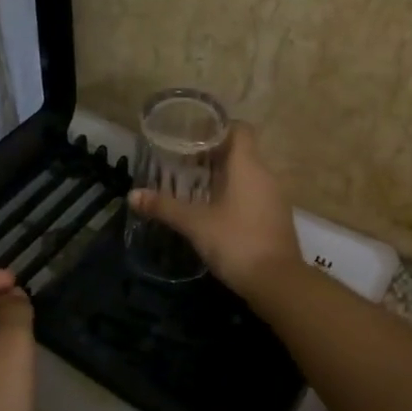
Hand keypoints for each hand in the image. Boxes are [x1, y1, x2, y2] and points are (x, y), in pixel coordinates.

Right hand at [128, 123, 302, 296]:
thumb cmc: (236, 241)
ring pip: (247, 175)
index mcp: (248, 166)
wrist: (278, 283)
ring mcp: (274, 198)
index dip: (218, 127)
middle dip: (213, 154)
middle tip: (183, 161)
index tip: (193, 134)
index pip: (240, 129)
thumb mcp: (195, 224)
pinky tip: (213, 210)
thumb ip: (164, 207)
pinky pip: (253, 194)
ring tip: (193, 185)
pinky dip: (234, 195)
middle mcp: (265, 175)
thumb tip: (133, 195)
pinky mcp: (276, 218)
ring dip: (223, 176)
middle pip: (241, 152)